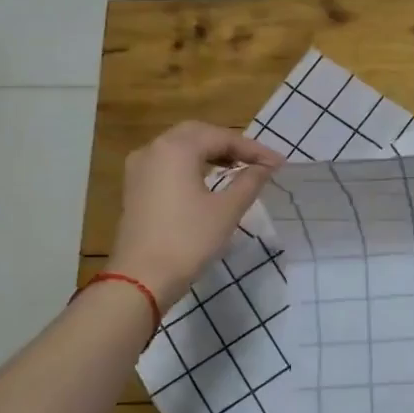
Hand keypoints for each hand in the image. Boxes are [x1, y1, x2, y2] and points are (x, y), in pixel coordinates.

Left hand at [107, 122, 284, 308]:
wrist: (142, 278)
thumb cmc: (189, 240)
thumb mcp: (227, 210)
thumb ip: (249, 182)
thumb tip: (265, 167)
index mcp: (176, 149)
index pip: (221, 137)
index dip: (253, 149)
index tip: (278, 164)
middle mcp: (154, 149)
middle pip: (197, 134)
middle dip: (229, 144)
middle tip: (257, 161)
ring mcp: (139, 168)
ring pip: (179, 147)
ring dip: (209, 153)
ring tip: (237, 168)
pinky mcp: (135, 187)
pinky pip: (167, 163)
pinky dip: (191, 164)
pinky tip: (208, 179)